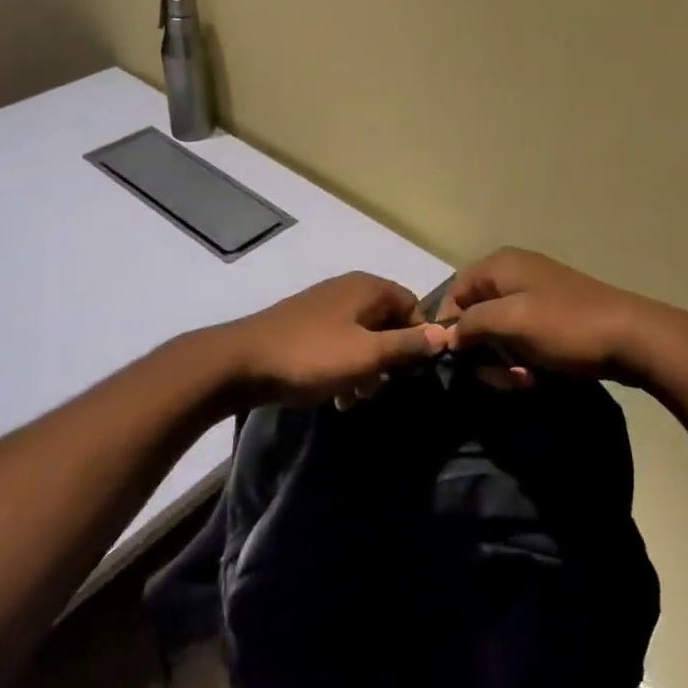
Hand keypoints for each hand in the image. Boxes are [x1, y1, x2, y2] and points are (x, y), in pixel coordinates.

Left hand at [221, 272, 447, 409]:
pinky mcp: (305, 325)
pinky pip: (338, 343)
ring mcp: (324, 306)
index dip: (418, 337)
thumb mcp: (367, 355)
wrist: (241, 362)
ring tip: (354, 399)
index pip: (412, 305)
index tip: (414, 371)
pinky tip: (335, 396)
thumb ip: (407, 345)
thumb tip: (445, 334)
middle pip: (387, 321)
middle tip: (379, 388)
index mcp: (368, 288)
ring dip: (365, 368)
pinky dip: (343, 367)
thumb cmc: (312, 356)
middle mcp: (348, 289)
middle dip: (389, 358)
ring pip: (362, 337)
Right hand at [437, 248, 687, 389]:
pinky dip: (523, 359)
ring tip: (524, 379)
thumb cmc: (566, 326)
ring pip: (499, 333)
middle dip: (482, 350)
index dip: (450, 327)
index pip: (455, 293)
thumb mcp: (510, 322)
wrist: (633, 338)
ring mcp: (536, 296)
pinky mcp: (552, 318)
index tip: (458, 359)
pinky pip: (522, 339)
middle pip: (476, 315)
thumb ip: (470, 324)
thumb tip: (447, 335)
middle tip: (500, 376)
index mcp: (500, 266)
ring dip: (503, 360)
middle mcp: (514, 274)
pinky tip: (536, 376)